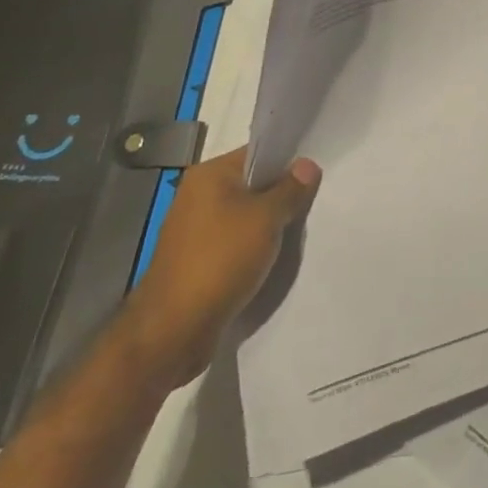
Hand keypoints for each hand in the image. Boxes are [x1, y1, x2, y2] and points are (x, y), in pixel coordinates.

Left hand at [115, 144, 320, 390]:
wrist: (172, 333)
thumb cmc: (219, 261)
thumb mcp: (265, 219)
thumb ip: (290, 189)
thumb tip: (308, 165)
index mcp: (209, 175)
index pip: (257, 153)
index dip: (288, 160)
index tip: (315, 173)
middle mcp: (198, 196)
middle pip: (252, 184)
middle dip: (281, 195)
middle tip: (313, 203)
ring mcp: (195, 230)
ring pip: (245, 216)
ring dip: (269, 225)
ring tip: (299, 231)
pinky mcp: (197, 261)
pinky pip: (235, 242)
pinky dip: (254, 247)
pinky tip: (275, 258)